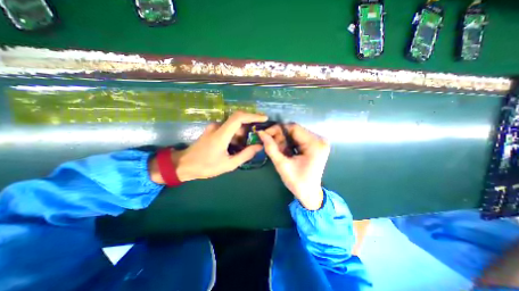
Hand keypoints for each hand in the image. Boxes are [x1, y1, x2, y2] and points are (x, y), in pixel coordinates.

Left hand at [151, 112, 266, 182]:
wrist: (184, 165)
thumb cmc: (206, 166)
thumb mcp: (228, 164)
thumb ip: (245, 155)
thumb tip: (259, 146)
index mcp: (221, 135)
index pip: (239, 117)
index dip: (253, 115)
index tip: (264, 118)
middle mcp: (217, 127)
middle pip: (238, 121)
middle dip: (249, 129)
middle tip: (257, 139)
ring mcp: (214, 128)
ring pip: (234, 126)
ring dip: (242, 135)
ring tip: (246, 147)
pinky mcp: (213, 130)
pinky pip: (228, 129)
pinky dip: (236, 136)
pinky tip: (237, 147)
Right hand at [257, 123, 329, 208]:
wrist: (309, 194)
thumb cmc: (297, 182)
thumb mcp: (282, 165)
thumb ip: (271, 148)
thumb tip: (261, 133)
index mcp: (315, 144)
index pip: (293, 128)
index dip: (277, 129)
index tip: (265, 134)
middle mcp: (319, 140)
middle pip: (295, 130)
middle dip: (280, 136)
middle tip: (269, 142)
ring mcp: (318, 142)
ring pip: (295, 134)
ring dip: (284, 140)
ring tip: (276, 148)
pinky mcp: (315, 145)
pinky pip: (298, 139)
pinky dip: (289, 143)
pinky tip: (284, 150)